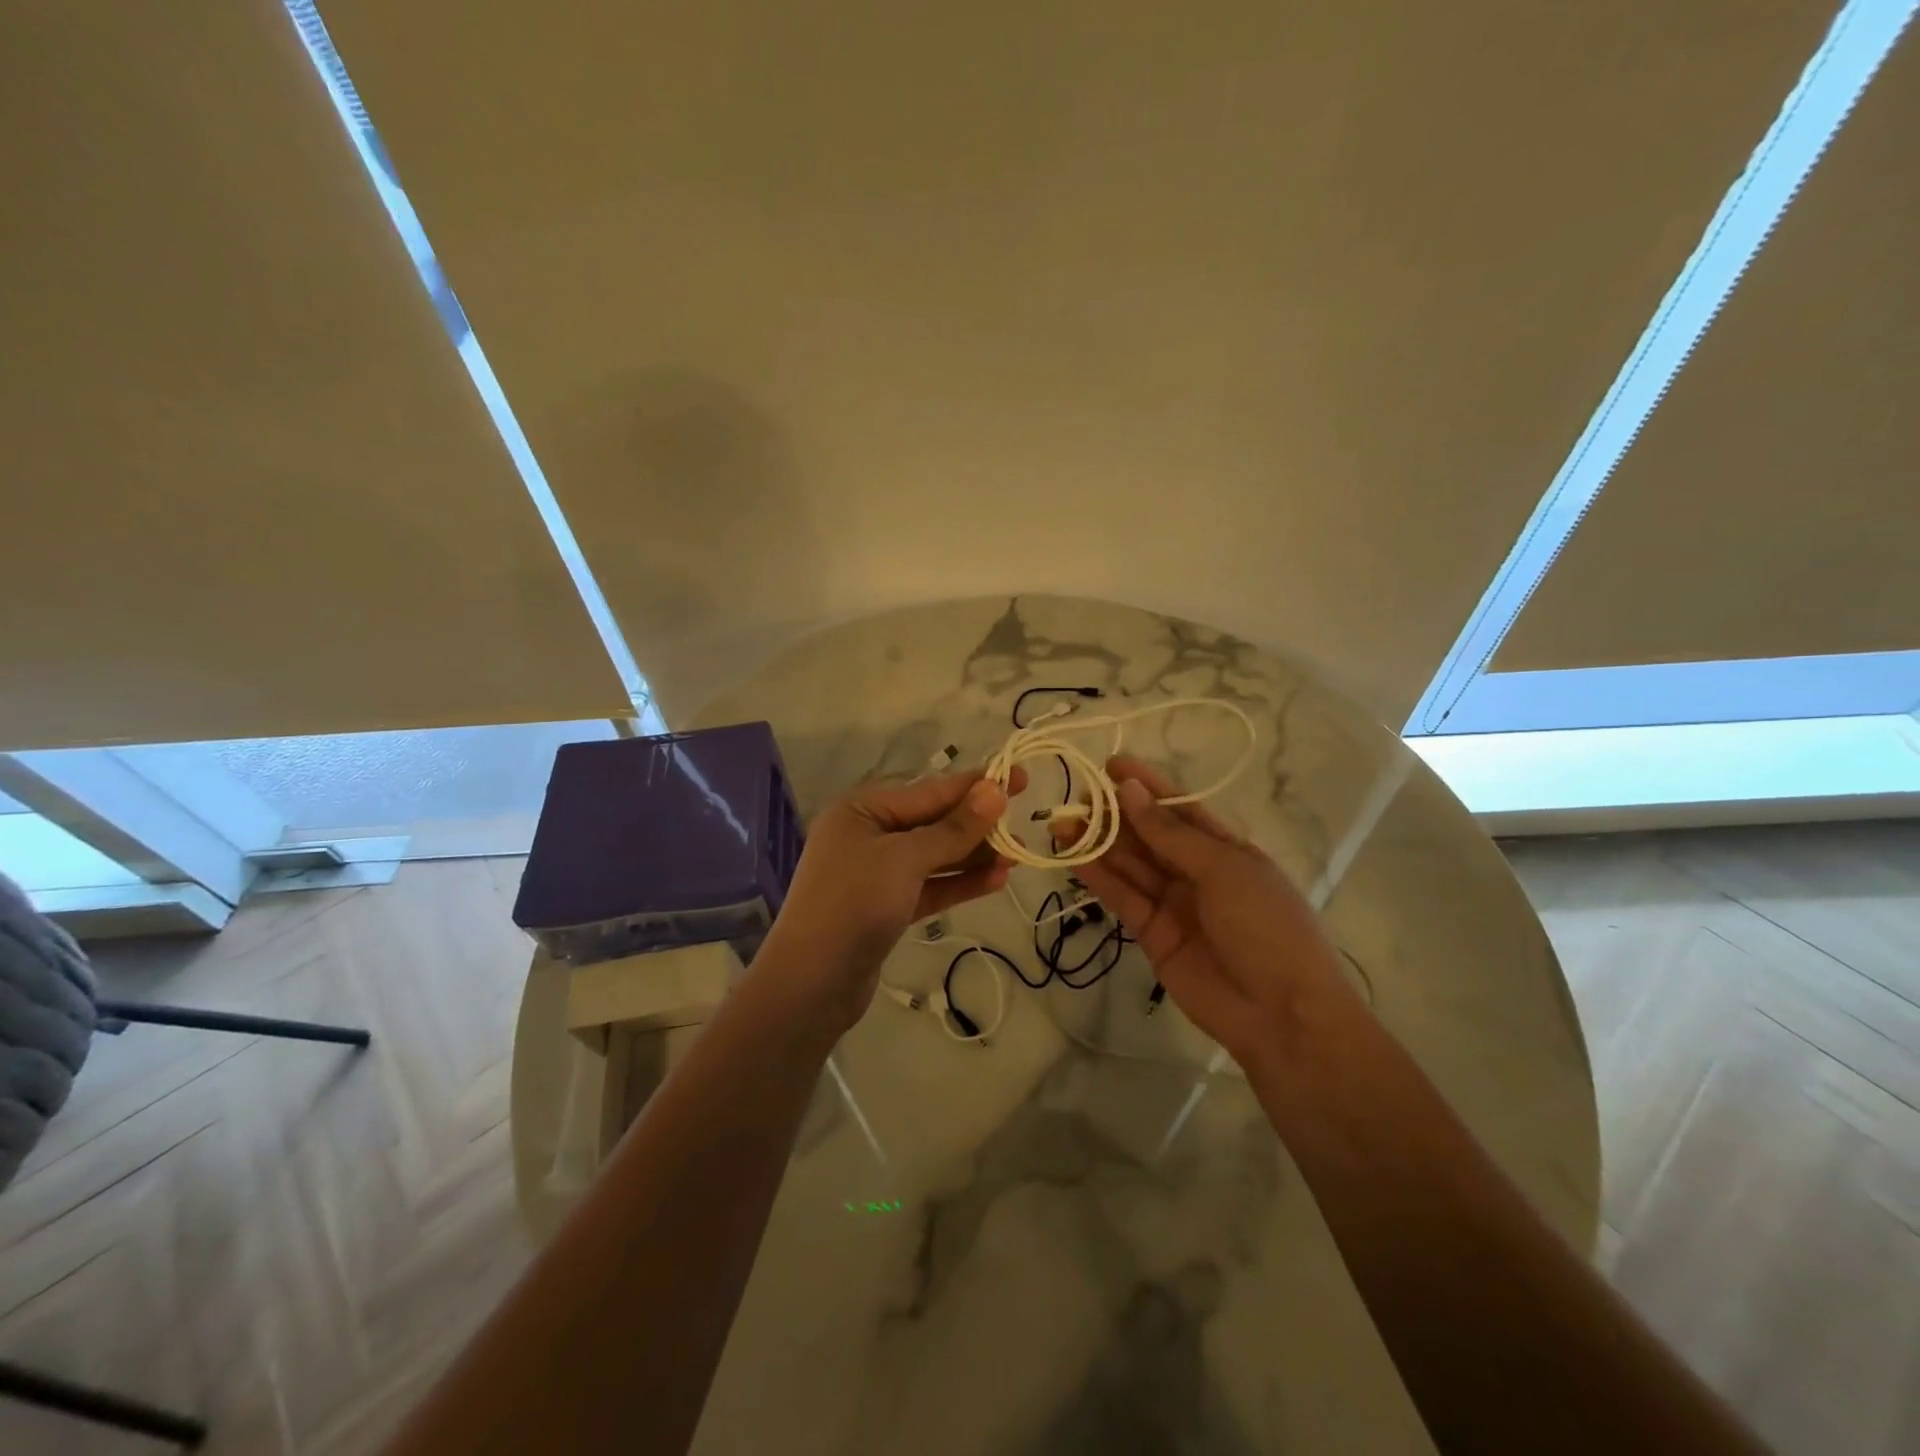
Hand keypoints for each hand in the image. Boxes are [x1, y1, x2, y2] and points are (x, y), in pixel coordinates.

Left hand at [760, 768, 1024, 1031]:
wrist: (811, 984)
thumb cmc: (854, 904)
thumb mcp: (906, 859)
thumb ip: (953, 828)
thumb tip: (994, 791)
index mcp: (862, 810)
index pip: (929, 792)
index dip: (976, 785)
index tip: (1019, 776)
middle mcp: (867, 836)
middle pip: (932, 823)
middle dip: (977, 824)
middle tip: (1024, 820)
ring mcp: (876, 874)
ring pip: (934, 857)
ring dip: (973, 856)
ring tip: (1018, 855)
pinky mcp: (886, 908)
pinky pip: (929, 886)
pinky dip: (959, 883)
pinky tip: (996, 880)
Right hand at [1065, 756, 1355, 1072]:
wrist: (1282, 1014)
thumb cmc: (1266, 925)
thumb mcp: (1223, 869)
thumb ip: (1170, 834)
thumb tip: (1130, 792)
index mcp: (1225, 849)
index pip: (1179, 809)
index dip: (1147, 786)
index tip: (1111, 766)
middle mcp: (1196, 872)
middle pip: (1148, 836)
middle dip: (1114, 815)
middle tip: (1076, 798)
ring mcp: (1173, 904)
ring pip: (1130, 866)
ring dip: (1098, 844)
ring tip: (1062, 822)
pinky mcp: (1152, 934)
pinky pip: (1122, 898)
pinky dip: (1099, 878)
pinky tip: (1074, 857)